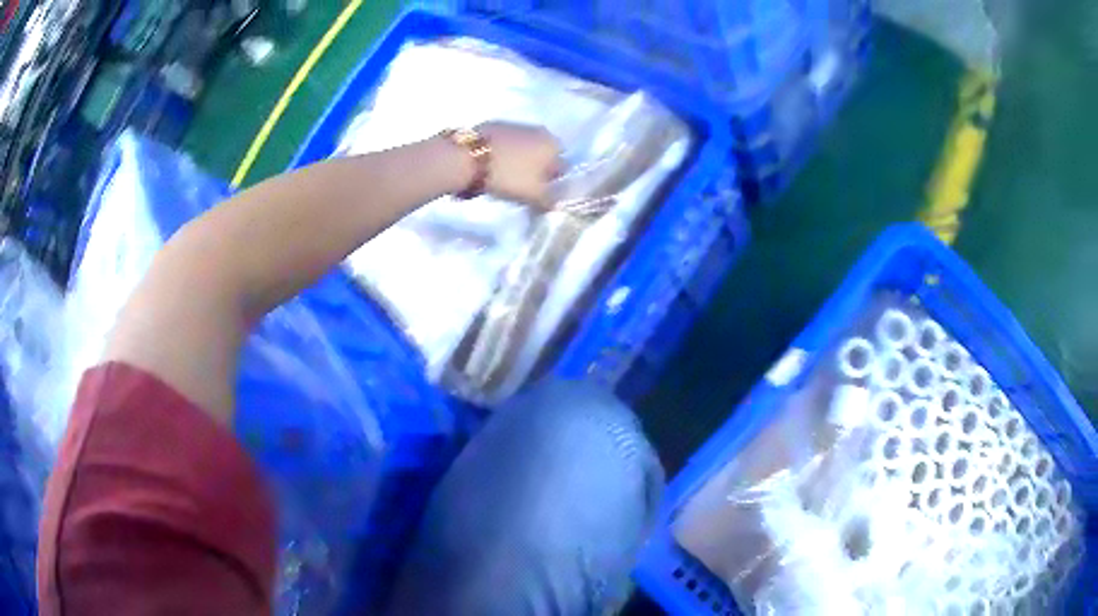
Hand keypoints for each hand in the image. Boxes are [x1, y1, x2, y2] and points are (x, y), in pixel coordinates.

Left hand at [478, 122, 561, 207]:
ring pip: (524, 148)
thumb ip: (550, 201)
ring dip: (518, 161)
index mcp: (553, 144)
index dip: (553, 182)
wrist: (466, 158)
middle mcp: (538, 129)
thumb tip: (555, 203)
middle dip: (536, 170)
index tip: (539, 194)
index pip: (562, 166)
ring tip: (504, 178)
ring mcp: (514, 124)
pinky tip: (490, 167)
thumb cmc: (508, 176)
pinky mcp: (493, 125)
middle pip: (543, 155)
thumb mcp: (534, 196)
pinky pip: (505, 144)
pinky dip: (503, 154)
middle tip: (522, 187)